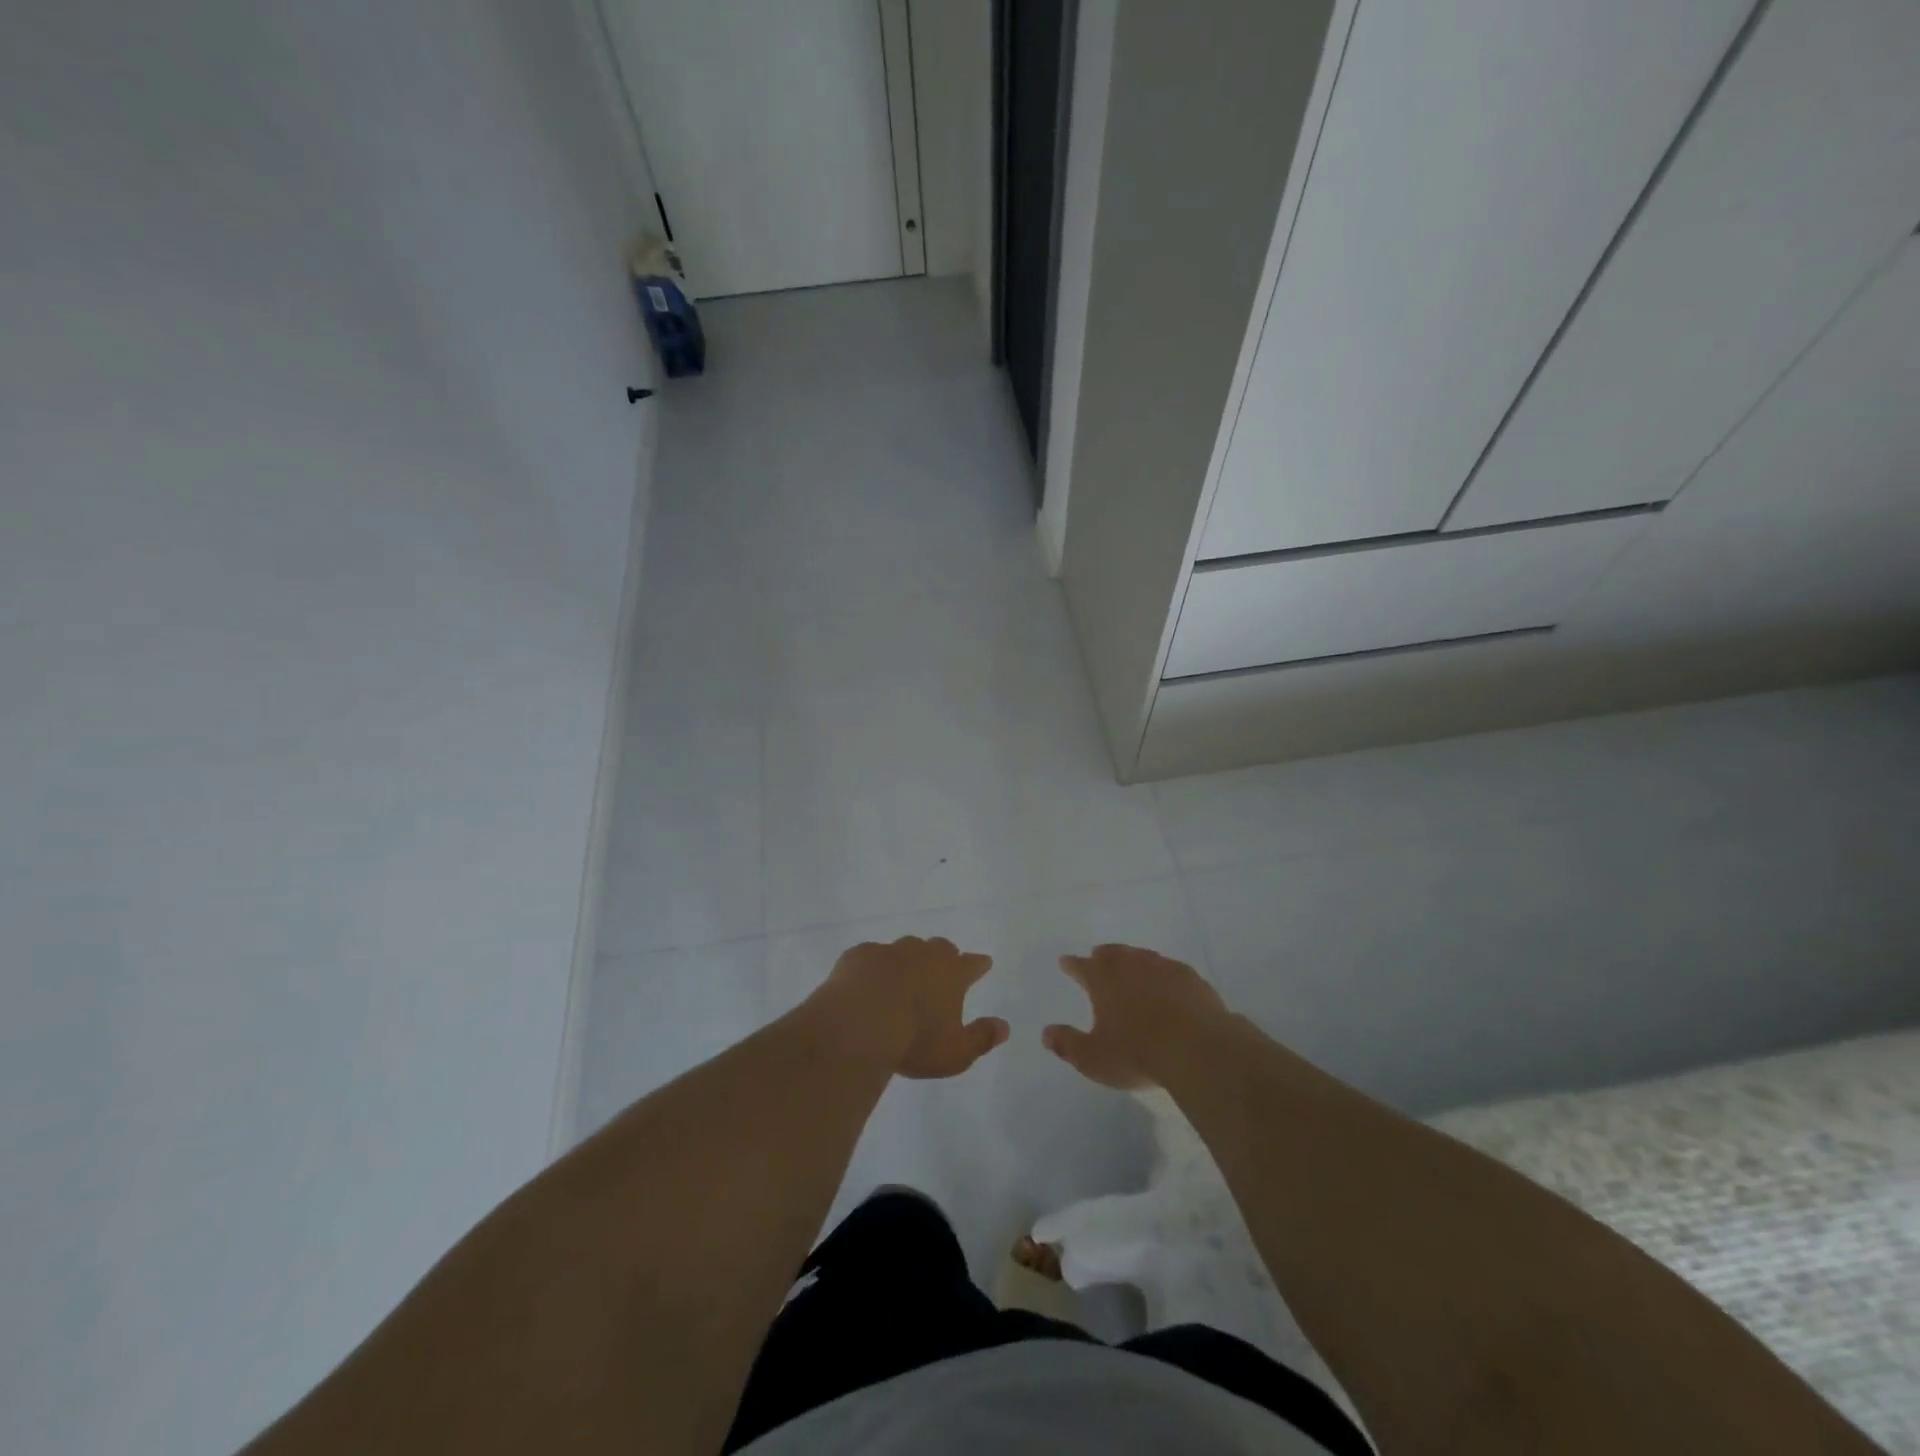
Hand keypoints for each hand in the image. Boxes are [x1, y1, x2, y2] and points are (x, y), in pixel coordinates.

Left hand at [807, 936, 1008, 1078]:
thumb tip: (1004, 1027)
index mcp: (950, 973)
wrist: (858, 1024)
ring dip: (908, 959)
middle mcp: (923, 954)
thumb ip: (982, 1038)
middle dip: (943, 956)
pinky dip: (873, 967)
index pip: (971, 963)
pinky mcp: (859, 955)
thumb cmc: (914, 1040)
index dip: (978, 964)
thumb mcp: (955, 1053)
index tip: (984, 963)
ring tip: (903, 975)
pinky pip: (871, 956)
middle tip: (941, 969)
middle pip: (939, 947)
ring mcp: (889, 951)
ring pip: (905, 947)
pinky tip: (867, 981)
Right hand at [1043, 943, 1229, 1088]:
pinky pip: (1170, 968)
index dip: (1072, 964)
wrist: (1197, 1049)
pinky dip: (1162, 972)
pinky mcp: (1190, 978)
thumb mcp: (1093, 1058)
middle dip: (1102, 955)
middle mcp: (1131, 966)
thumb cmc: (1137, 1053)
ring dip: (1132, 959)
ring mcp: (1163, 968)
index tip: (1065, 961)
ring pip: (1141, 956)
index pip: (1081, 966)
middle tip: (1097, 956)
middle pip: (1112, 953)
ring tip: (1130, 964)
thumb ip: (1068, 1044)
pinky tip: (1167, 981)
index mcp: (1103, 980)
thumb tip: (1046, 1033)